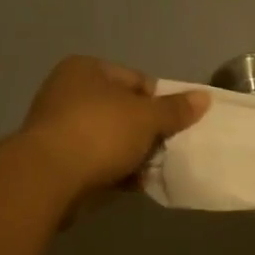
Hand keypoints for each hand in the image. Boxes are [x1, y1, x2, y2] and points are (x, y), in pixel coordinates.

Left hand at [20, 57, 208, 201]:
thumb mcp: (146, 117)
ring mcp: (61, 128)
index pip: (137, 80)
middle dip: (148, 133)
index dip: (161, 103)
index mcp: (86, 69)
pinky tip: (134, 185)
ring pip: (112, 140)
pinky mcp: (59, 161)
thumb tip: (204, 97)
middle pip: (124, 112)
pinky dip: (116, 172)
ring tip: (153, 171)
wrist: (49, 178)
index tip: (176, 126)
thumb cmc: (100, 133)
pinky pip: (98, 162)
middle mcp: (69, 92)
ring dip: (134, 155)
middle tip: (168, 151)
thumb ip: (175, 109)